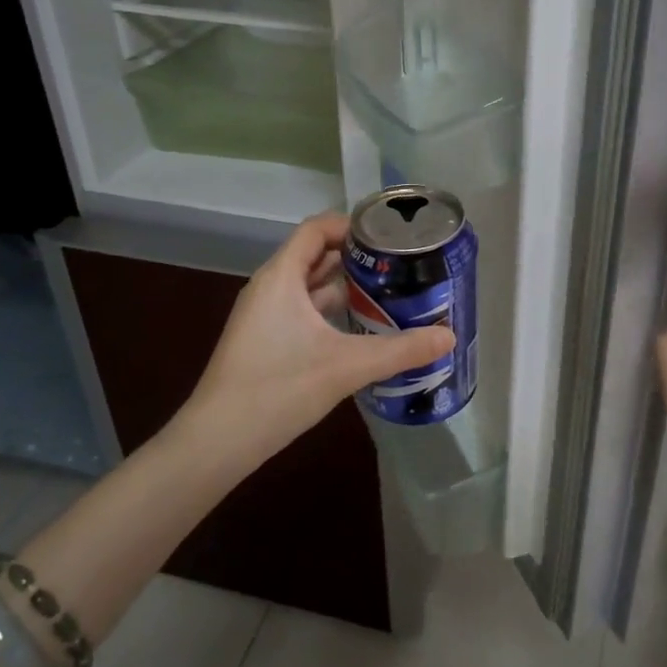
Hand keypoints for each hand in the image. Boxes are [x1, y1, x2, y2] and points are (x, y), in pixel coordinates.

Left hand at [183, 211, 453, 466]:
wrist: (217, 441)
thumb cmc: (278, 388)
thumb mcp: (347, 366)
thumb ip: (400, 350)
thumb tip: (449, 336)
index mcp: (281, 277)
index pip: (316, 229)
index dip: (352, 225)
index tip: (390, 236)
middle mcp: (270, 287)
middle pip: (315, 255)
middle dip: (356, 257)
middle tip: (399, 266)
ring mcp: (263, 315)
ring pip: (309, 286)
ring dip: (344, 286)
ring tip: (387, 293)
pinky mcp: (264, 340)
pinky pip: (302, 310)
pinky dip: (330, 311)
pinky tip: (359, 330)